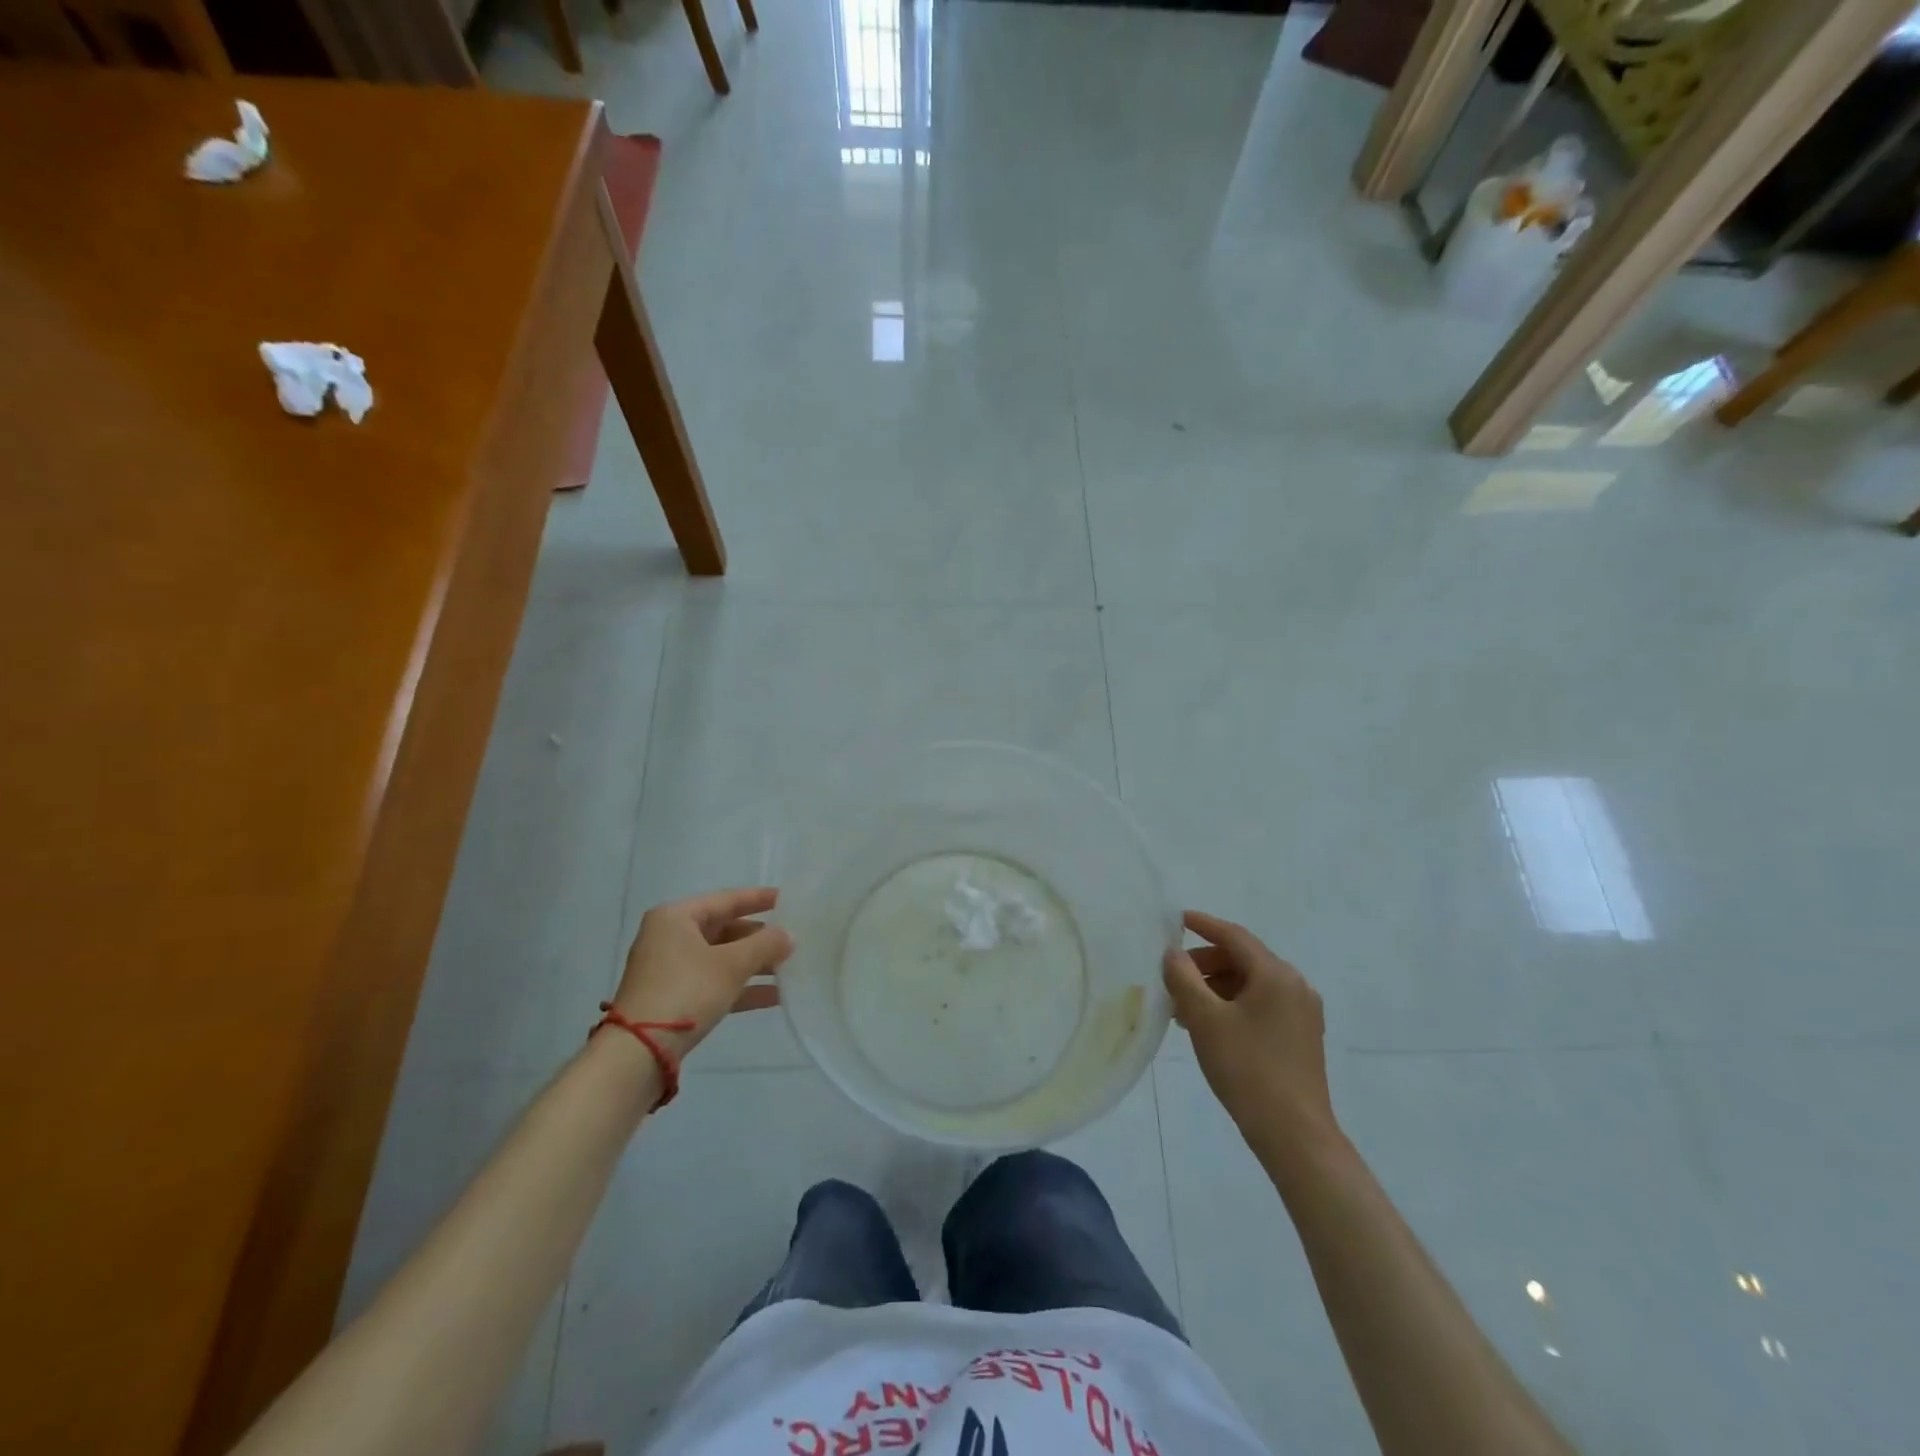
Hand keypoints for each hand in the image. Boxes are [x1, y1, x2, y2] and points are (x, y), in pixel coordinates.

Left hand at [611, 887, 793, 1058]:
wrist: (638, 1053)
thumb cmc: (686, 992)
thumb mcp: (731, 965)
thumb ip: (764, 945)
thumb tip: (788, 936)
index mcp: (676, 917)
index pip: (726, 899)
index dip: (759, 898)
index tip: (788, 898)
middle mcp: (670, 937)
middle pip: (724, 929)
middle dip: (759, 937)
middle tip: (793, 938)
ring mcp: (670, 969)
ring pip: (721, 958)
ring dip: (754, 964)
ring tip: (790, 968)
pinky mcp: (673, 998)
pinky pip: (714, 982)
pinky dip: (741, 987)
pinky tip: (774, 996)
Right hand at [1163, 911, 1337, 1151]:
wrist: (1295, 1135)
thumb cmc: (1247, 1069)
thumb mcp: (1205, 1020)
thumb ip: (1184, 979)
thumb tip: (1173, 953)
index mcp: (1276, 975)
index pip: (1234, 936)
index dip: (1203, 925)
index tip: (1176, 919)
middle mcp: (1295, 986)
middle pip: (1243, 959)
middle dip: (1205, 963)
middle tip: (1173, 977)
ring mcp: (1302, 1013)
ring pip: (1251, 984)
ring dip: (1216, 987)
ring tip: (1184, 1008)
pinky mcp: (1301, 1036)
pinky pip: (1261, 1004)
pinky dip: (1233, 1005)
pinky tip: (1209, 1026)